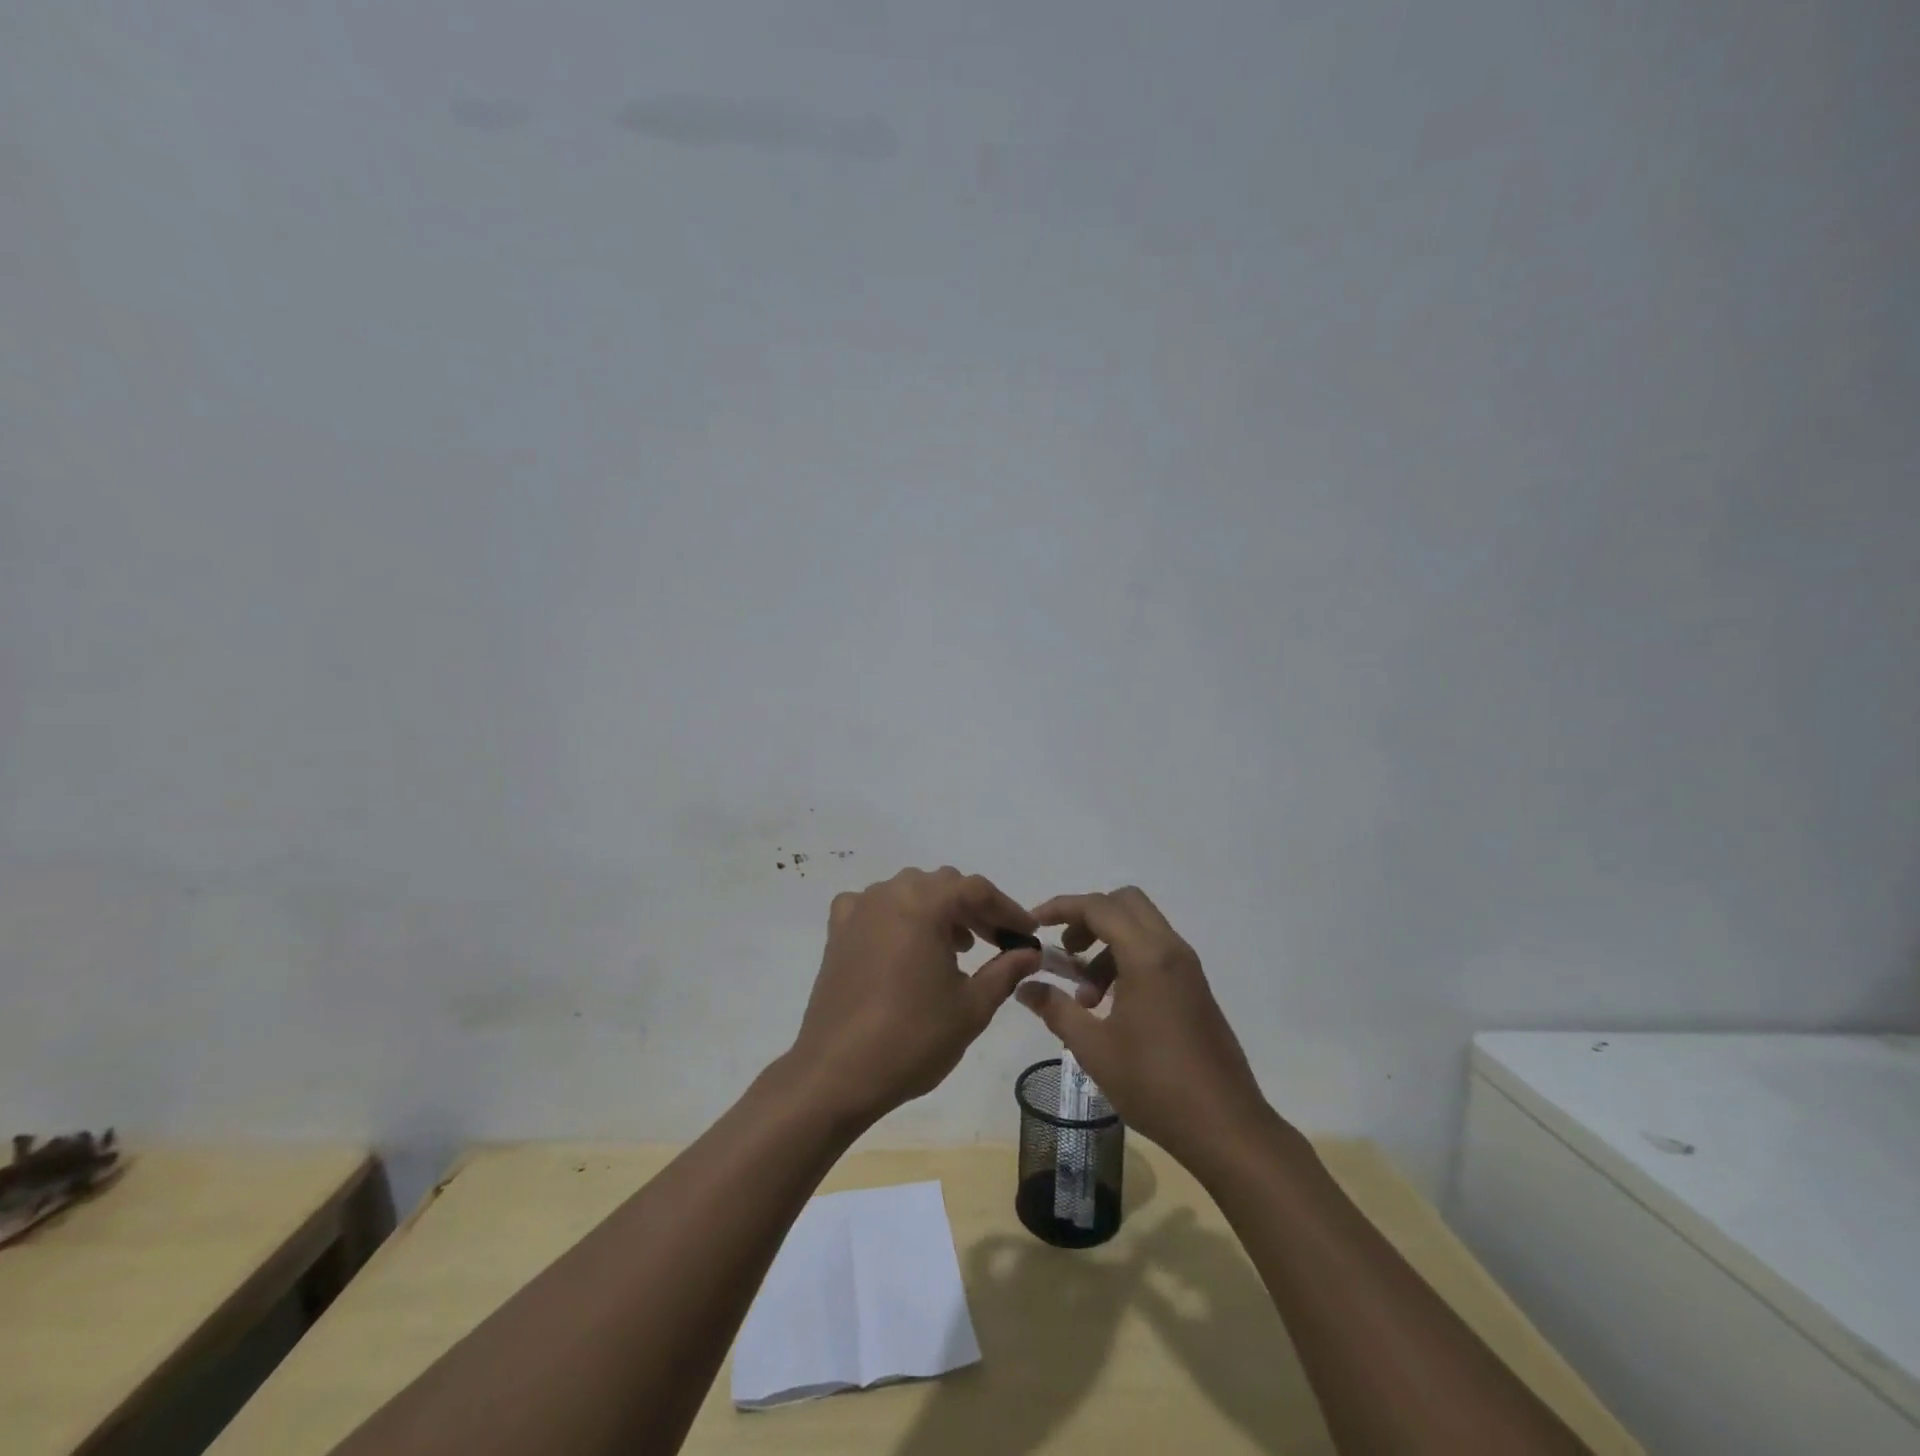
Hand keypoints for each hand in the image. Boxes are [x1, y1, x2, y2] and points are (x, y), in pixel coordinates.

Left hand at [786, 866, 1041, 1127]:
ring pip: (909, 891)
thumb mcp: (972, 1007)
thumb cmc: (912, 1038)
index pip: (977, 890)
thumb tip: (1031, 953)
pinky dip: (897, 916)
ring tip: (956, 948)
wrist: (837, 1073)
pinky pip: (875, 906)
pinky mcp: (838, 931)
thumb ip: (1006, 971)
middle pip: (943, 885)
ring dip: (937, 910)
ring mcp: (859, 909)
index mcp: (925, 903)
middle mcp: (890, 893)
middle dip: (974, 909)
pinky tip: (904, 946)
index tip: (1027, 934)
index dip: (1007, 909)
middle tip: (997, 942)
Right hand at [1018, 887, 1270, 1165]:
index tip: (1034, 922)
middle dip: (1088, 918)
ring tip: (1086, 997)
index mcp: (1147, 956)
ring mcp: (1187, 968)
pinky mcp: (1195, 987)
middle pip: (1124, 903)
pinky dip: (1127, 960)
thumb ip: (1056, 1009)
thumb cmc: (1155, 1084)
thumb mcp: (1094, 1048)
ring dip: (1107, 945)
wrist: (1225, 1127)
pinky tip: (1111, 1006)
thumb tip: (1024, 986)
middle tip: (1066, 952)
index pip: (1098, 907)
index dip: (1062, 907)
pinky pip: (1155, 952)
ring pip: (1141, 928)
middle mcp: (1171, 949)